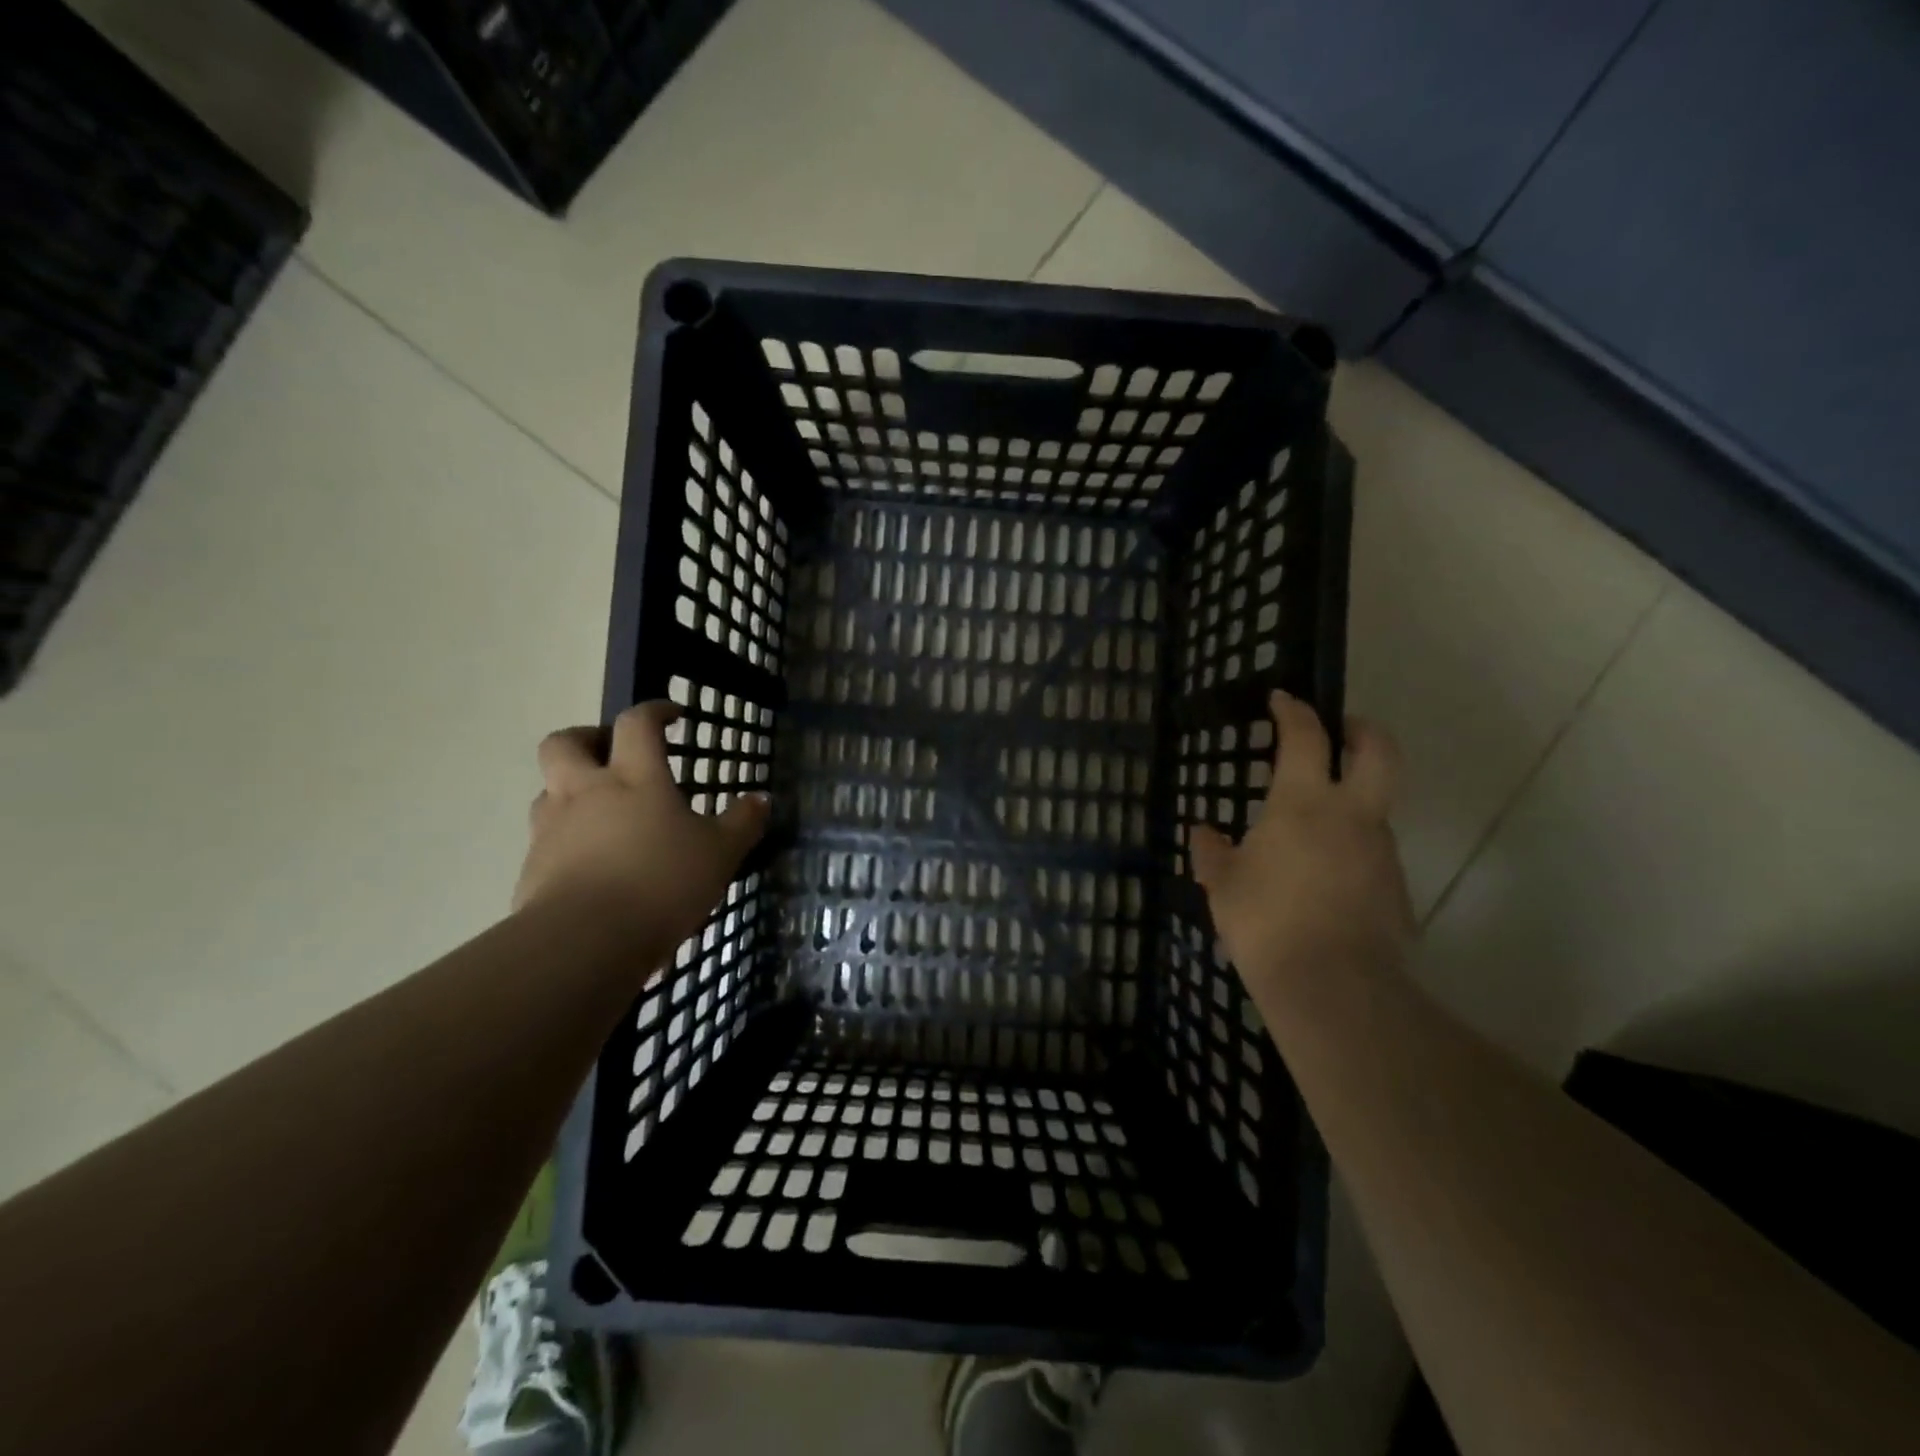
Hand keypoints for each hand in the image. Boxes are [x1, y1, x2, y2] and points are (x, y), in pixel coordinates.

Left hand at [513, 701, 769, 956]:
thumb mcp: (720, 853)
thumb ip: (742, 823)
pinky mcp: (532, 868)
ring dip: (570, 790)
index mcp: (634, 778)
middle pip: (565, 743)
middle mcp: (585, 792)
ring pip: (548, 790)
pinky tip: (592, 865)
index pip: (637, 724)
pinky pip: (545, 839)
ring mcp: (551, 829)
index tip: (672, 716)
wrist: (585, 941)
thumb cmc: (662, 883)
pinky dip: (566, 840)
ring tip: (602, 814)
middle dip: (587, 738)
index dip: (654, 711)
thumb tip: (760, 799)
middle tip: (612, 753)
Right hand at [1190, 691, 1412, 998]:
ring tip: (1314, 828)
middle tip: (1344, 730)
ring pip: (1376, 807)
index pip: (1306, 737)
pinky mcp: (1396, 888)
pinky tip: (1324, 877)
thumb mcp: (1223, 885)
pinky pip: (1373, 853)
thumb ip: (1213, 853)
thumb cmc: (1266, 921)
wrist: (1332, 986)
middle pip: (1380, 751)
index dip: (1295, 711)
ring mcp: (1381, 851)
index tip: (1283, 699)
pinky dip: (1353, 849)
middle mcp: (1352, 815)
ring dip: (1354, 800)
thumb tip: (1203, 833)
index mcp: (1304, 803)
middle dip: (1363, 731)